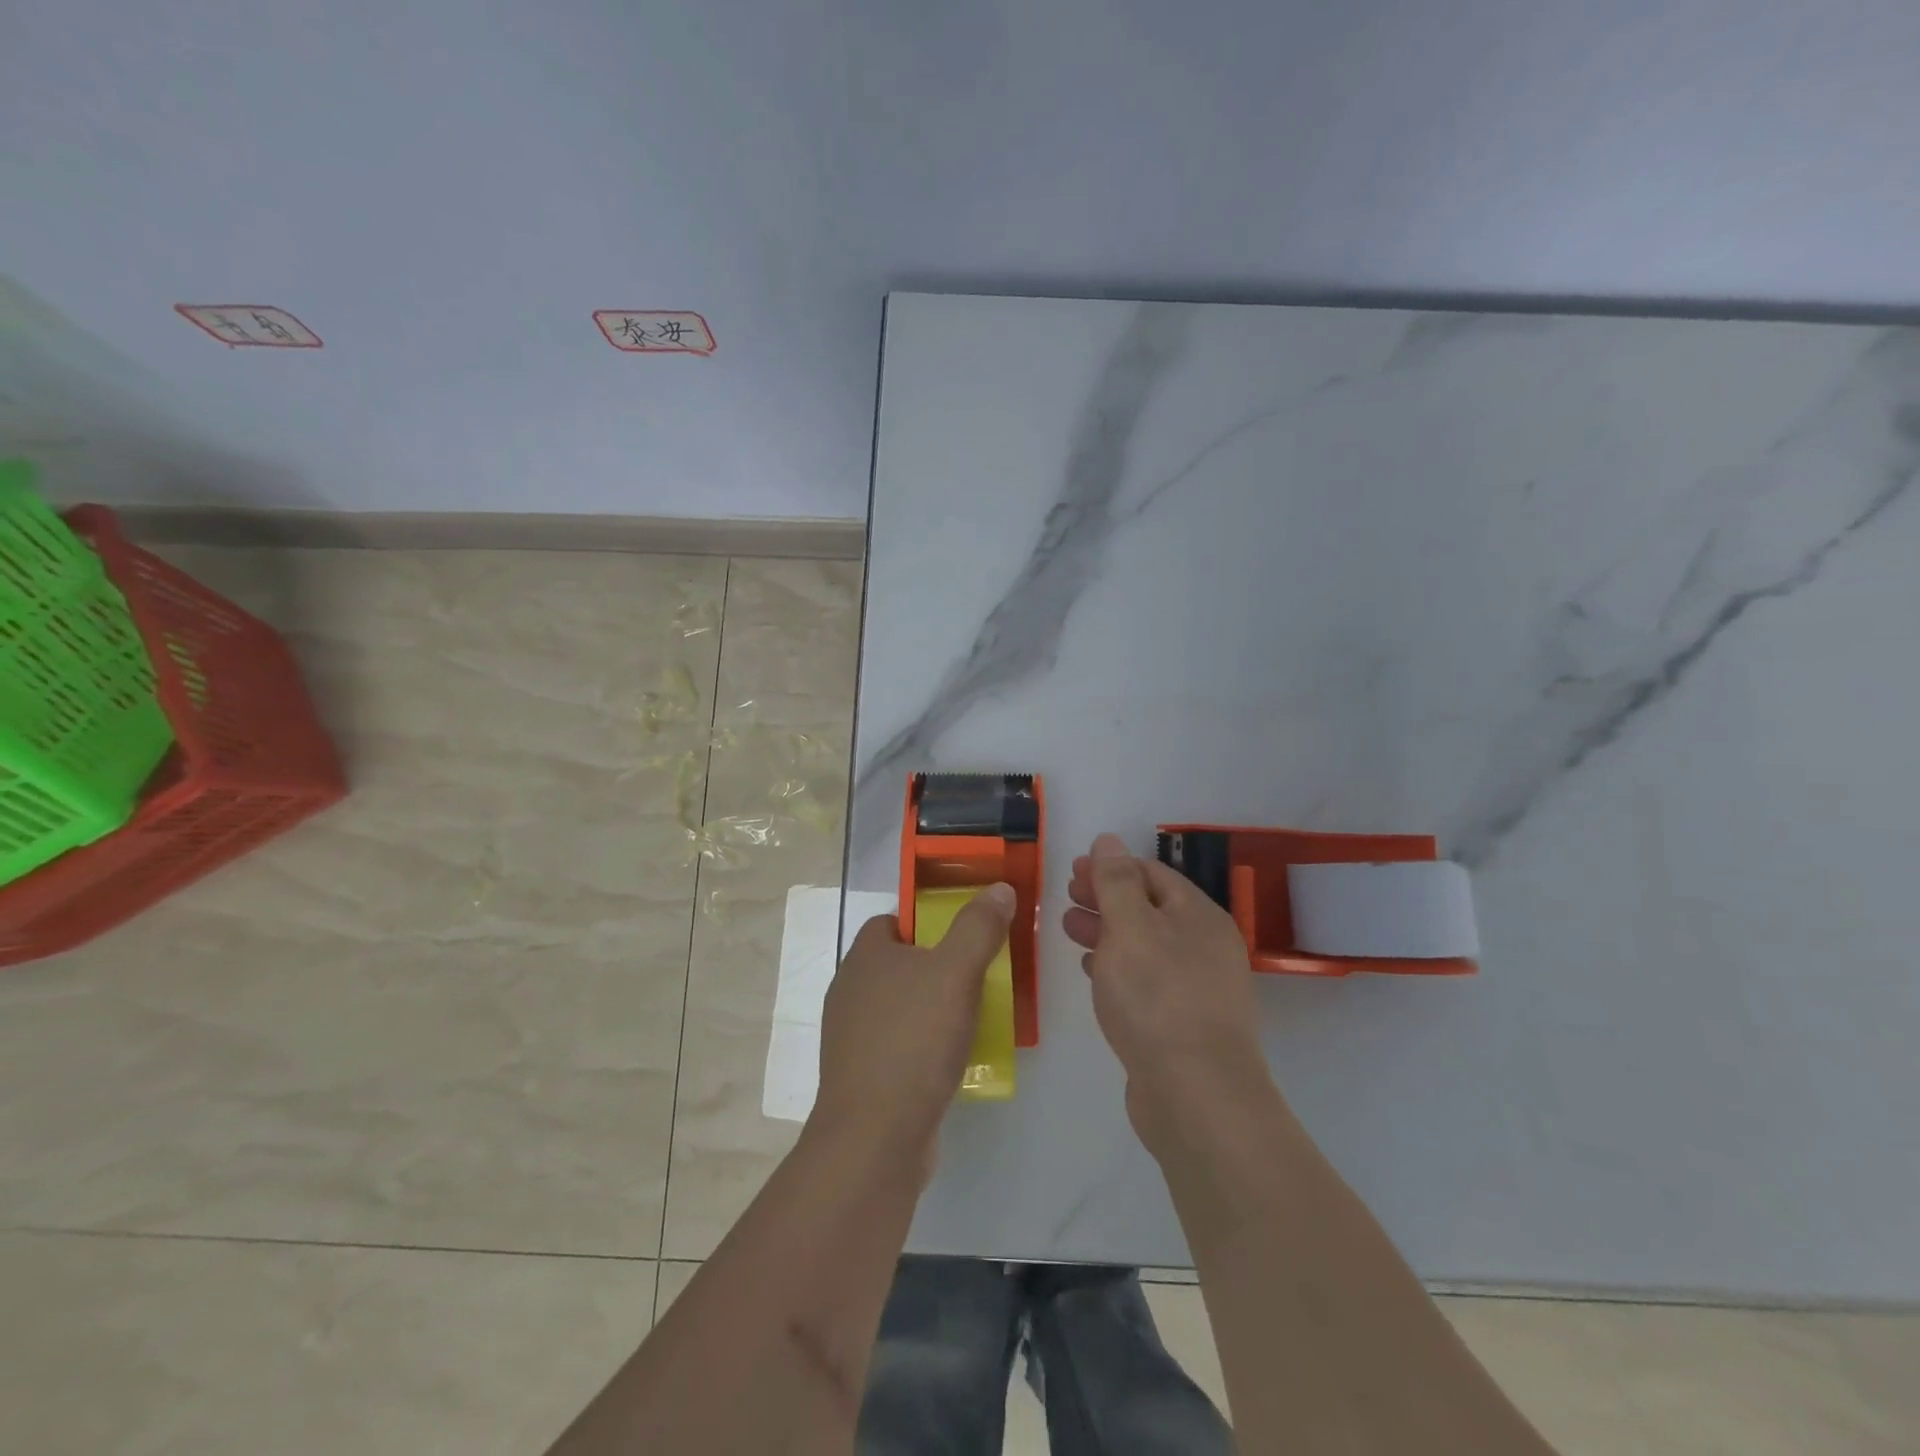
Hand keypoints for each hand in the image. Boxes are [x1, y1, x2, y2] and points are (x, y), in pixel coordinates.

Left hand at [812, 884, 1015, 1171]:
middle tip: (979, 974)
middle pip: (899, 963)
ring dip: (934, 1008)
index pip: (892, 921)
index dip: (926, 921)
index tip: (963, 934)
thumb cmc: (914, 1041)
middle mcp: (851, 990)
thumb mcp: (956, 973)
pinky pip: (900, 1045)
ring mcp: (852, 1037)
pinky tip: (954, 1060)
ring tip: (976, 1016)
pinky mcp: (862, 1076)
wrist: (875, 1138)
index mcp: (864, 957)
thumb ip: (978, 927)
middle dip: (938, 966)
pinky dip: (925, 1046)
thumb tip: (999, 888)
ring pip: (901, 1006)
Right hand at [1065, 834, 1281, 1159]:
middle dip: (1105, 898)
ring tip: (1068, 929)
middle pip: (1149, 908)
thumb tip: (1109, 840)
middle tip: (1066, 896)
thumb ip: (1116, 882)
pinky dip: (1117, 967)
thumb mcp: (1130, 927)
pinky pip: (1146, 981)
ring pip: (1145, 945)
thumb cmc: (1158, 998)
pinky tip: (1092, 970)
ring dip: (1106, 932)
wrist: (1196, 1095)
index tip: (1072, 869)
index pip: (1152, 874)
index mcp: (1198, 915)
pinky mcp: (1183, 1024)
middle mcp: (1204, 946)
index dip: (1111, 866)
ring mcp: (1197, 987)